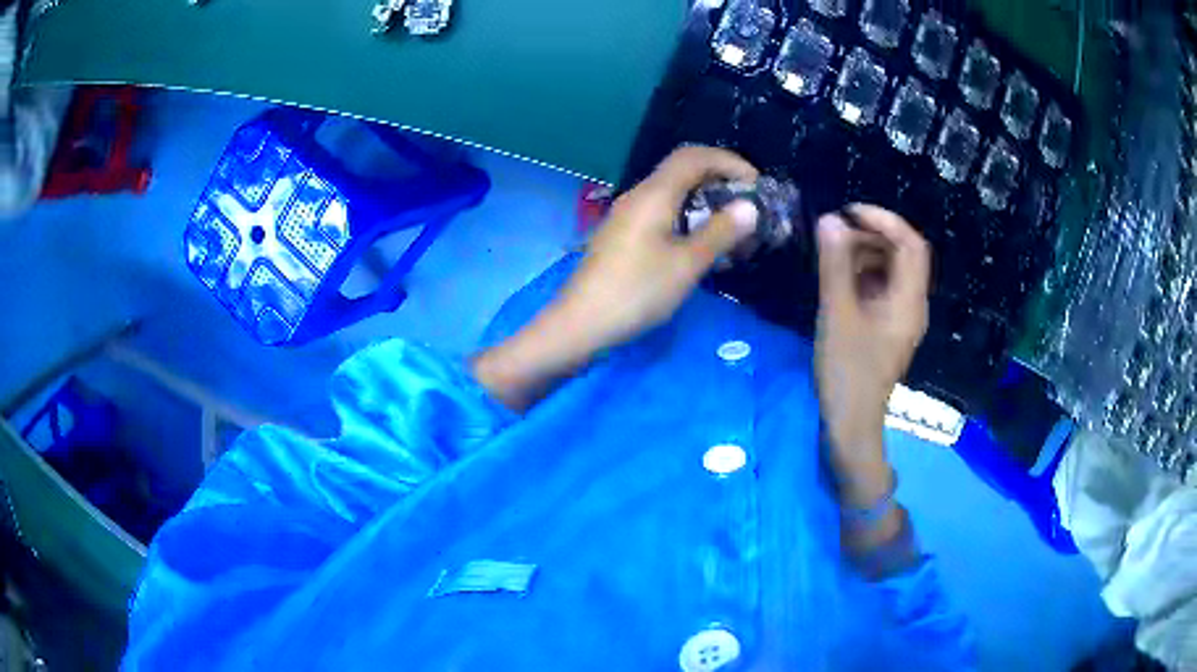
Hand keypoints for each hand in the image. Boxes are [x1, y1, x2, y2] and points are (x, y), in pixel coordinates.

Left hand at [554, 146, 759, 348]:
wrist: (581, 323)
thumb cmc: (637, 292)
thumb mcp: (686, 264)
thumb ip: (720, 232)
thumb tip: (749, 206)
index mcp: (654, 194)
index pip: (694, 156)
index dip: (729, 161)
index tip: (756, 184)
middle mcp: (639, 195)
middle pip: (683, 170)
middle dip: (720, 180)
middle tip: (748, 206)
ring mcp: (628, 214)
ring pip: (673, 192)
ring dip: (705, 201)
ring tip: (731, 227)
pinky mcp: (624, 234)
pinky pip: (662, 212)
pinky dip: (688, 217)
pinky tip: (701, 243)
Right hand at [814, 205, 930, 465]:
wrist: (850, 424)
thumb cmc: (847, 371)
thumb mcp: (837, 314)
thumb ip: (835, 265)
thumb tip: (829, 219)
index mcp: (909, 301)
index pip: (911, 244)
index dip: (884, 220)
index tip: (849, 211)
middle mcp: (912, 304)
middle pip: (903, 254)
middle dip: (872, 235)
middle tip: (835, 233)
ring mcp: (901, 317)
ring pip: (892, 270)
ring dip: (865, 253)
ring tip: (832, 254)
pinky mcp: (888, 327)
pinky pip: (882, 288)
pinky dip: (863, 274)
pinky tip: (839, 279)